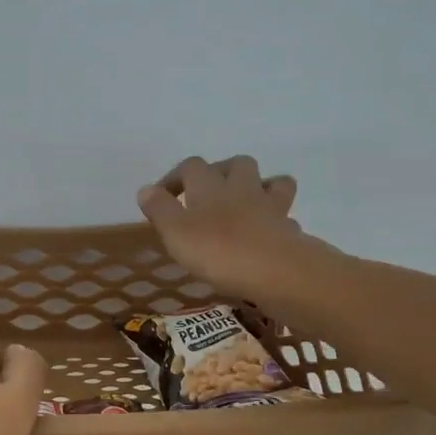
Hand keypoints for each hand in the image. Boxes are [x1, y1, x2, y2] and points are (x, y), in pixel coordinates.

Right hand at [137, 155, 313, 297]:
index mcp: (209, 184)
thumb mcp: (175, 232)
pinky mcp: (289, 227)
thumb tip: (146, 190)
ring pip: (269, 182)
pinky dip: (277, 218)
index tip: (163, 196)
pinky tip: (267, 231)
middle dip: (221, 172)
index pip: (190, 166)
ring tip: (245, 204)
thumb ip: (160, 209)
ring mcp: (270, 205)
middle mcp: (241, 186)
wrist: (275, 269)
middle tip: (208, 193)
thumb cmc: (218, 250)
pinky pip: (284, 214)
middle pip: (236, 164)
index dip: (175, 178)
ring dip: (257, 186)